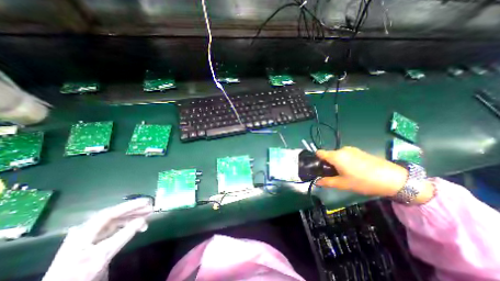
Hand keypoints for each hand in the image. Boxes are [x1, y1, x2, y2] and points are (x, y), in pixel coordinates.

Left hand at [42, 199, 151, 280]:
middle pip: (115, 215)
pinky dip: (127, 226)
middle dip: (134, 211)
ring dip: (132, 218)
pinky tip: (136, 227)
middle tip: (151, 208)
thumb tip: (142, 219)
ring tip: (147, 217)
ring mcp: (90, 236)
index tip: (147, 202)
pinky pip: (114, 229)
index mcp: (85, 230)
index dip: (130, 206)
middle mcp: (88, 229)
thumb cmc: (80, 273)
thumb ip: (124, 235)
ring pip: (115, 221)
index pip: (111, 212)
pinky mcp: (94, 242)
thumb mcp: (104, 254)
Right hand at [318, 147, 436, 202]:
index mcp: (336, 156)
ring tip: (345, 173)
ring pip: (337, 155)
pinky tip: (354, 170)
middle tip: (333, 174)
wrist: (393, 178)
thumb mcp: (343, 184)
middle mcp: (342, 150)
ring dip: (337, 162)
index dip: (316, 159)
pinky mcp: (359, 151)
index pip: (319, 152)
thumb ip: (327, 182)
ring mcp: (351, 149)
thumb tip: (317, 182)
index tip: (319, 168)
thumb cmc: (364, 181)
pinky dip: (345, 161)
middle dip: (328, 163)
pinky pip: (346, 154)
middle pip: (328, 155)